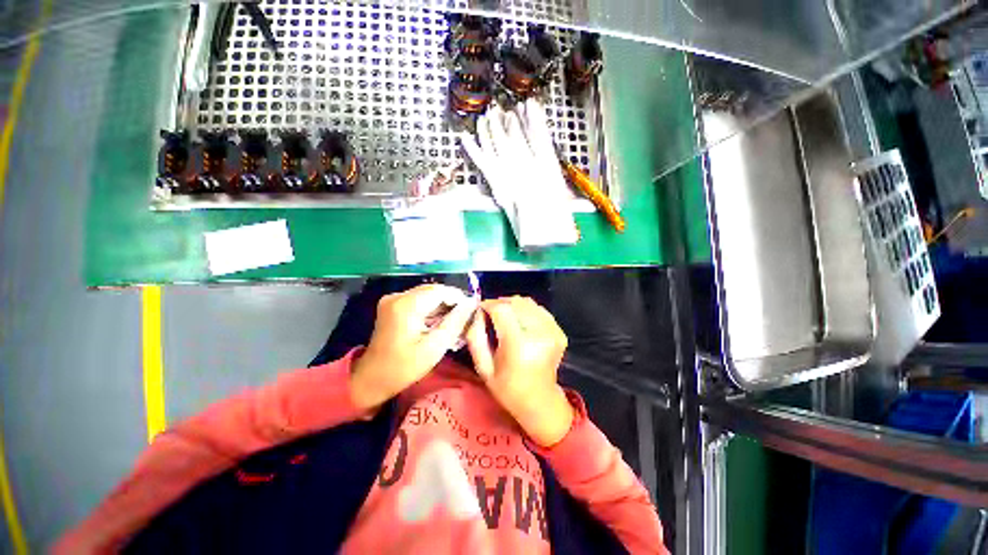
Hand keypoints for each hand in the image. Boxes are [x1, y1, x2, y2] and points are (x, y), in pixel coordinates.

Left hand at [350, 284, 476, 412]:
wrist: (372, 378)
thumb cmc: (404, 367)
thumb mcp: (435, 347)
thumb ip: (456, 322)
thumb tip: (472, 303)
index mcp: (406, 305)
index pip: (441, 290)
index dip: (459, 298)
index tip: (472, 312)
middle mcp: (398, 296)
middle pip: (434, 291)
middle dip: (452, 303)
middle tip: (464, 319)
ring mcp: (393, 299)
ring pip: (428, 295)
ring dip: (443, 306)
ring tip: (454, 323)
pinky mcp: (393, 304)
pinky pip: (420, 300)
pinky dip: (432, 309)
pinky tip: (440, 323)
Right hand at [466, 296, 573, 446]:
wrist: (540, 402)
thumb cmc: (507, 388)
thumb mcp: (483, 367)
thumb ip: (475, 336)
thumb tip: (476, 312)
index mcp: (520, 346)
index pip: (502, 310)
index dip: (489, 305)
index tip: (480, 310)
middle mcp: (540, 334)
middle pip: (517, 302)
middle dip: (500, 303)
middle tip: (490, 313)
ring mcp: (553, 332)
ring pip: (528, 303)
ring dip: (512, 305)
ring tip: (504, 317)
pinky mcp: (559, 331)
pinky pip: (538, 310)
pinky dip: (526, 311)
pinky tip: (519, 323)